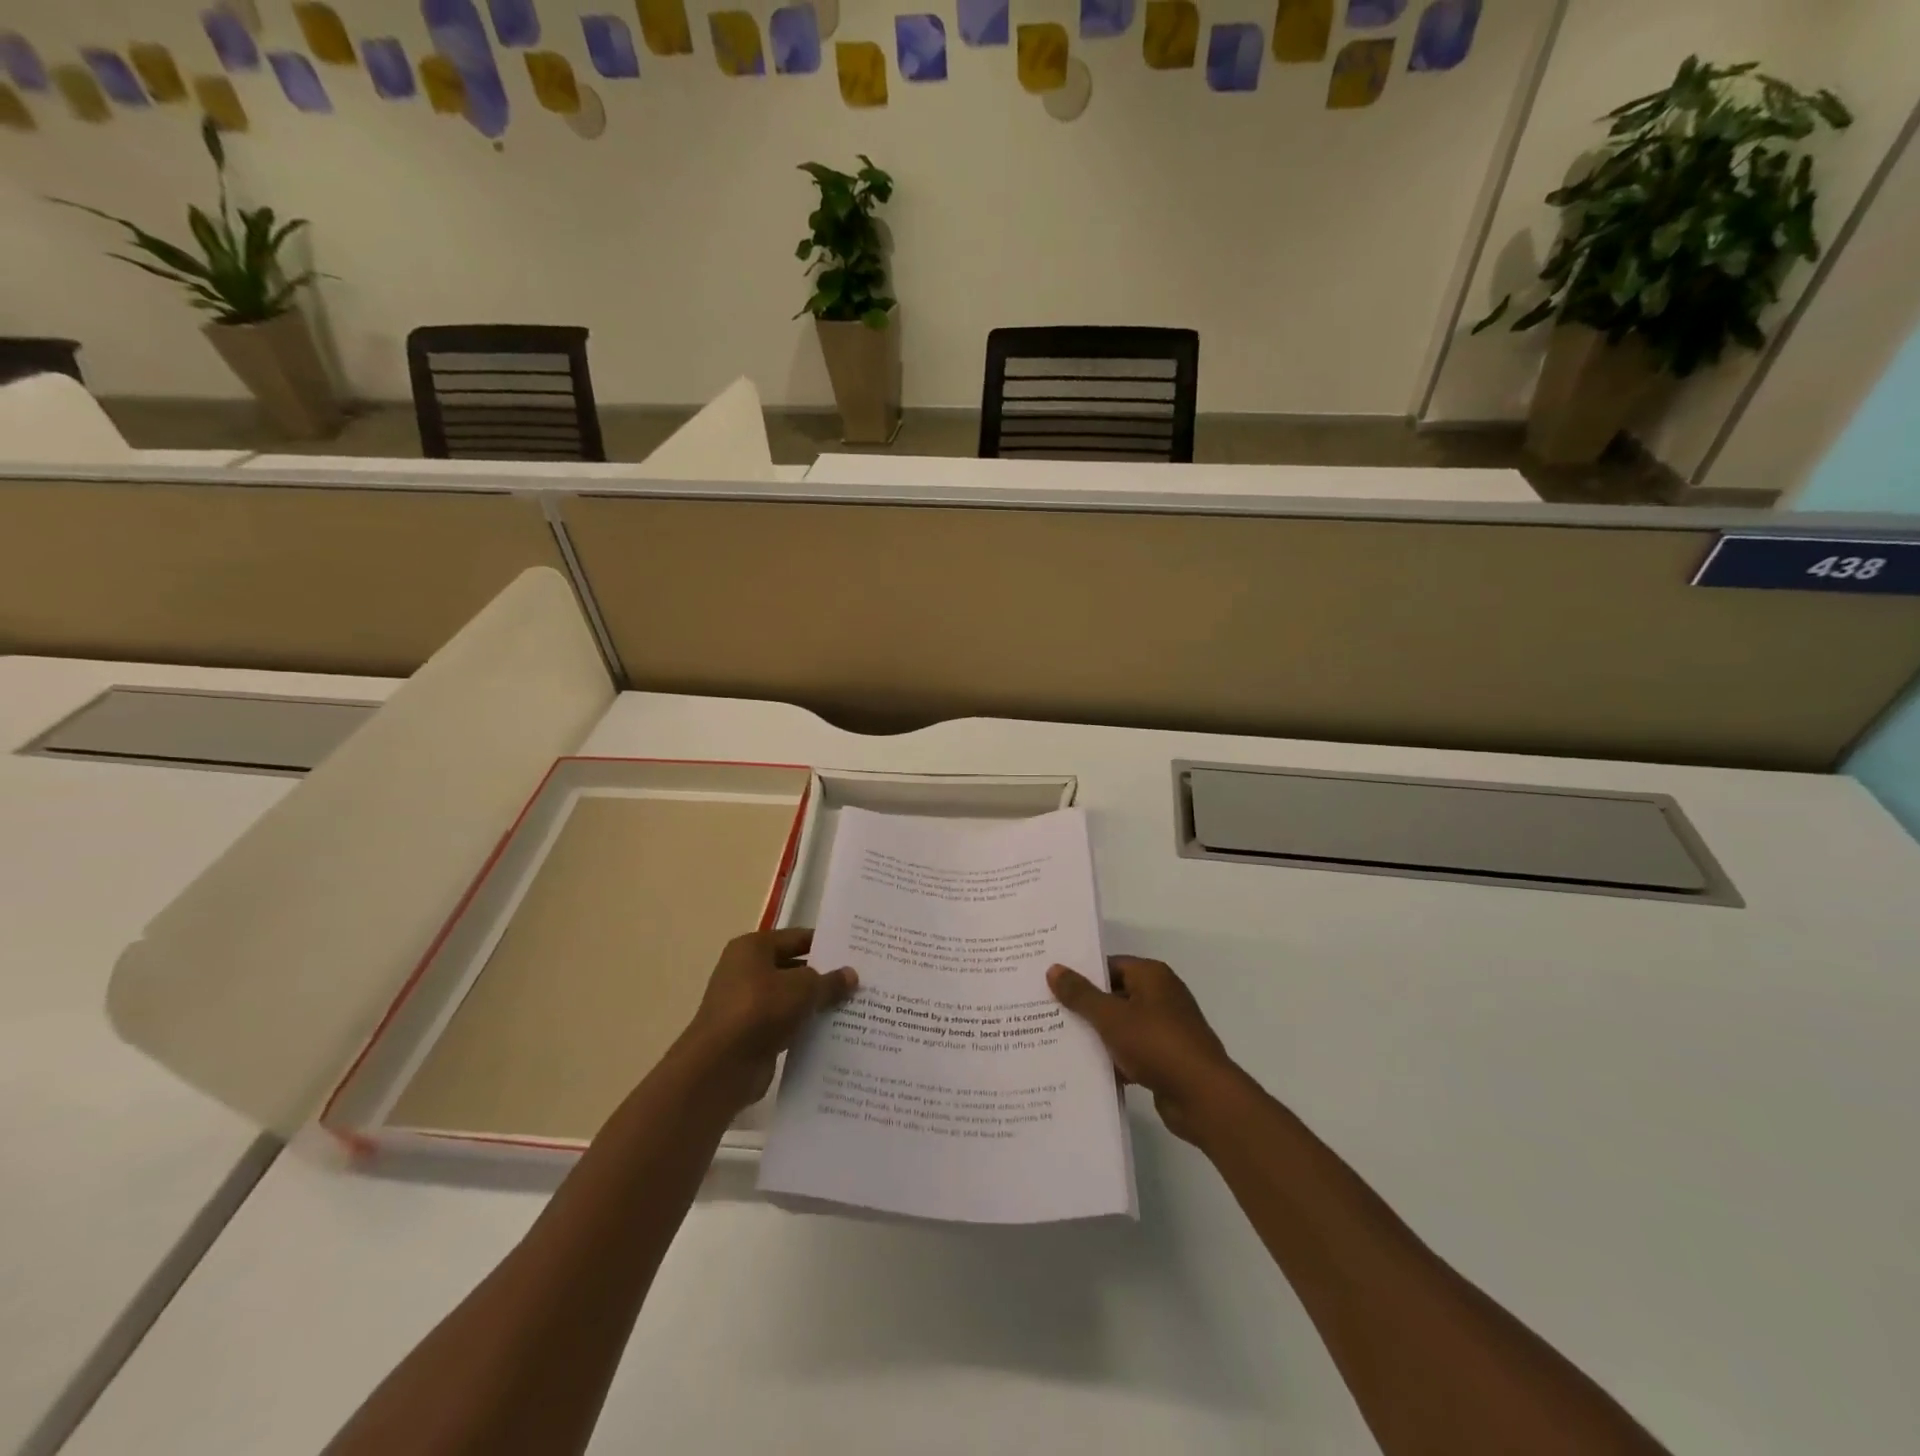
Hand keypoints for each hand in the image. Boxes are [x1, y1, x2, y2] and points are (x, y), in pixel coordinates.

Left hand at [677, 928, 856, 1112]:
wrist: (720, 1067)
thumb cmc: (760, 1010)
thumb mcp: (803, 988)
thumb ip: (829, 980)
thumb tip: (851, 975)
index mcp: (753, 948)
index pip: (798, 938)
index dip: (826, 944)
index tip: (855, 952)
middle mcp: (746, 970)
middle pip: (794, 968)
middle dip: (824, 976)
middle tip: (860, 980)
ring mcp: (747, 1004)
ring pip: (790, 998)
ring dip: (815, 1004)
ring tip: (853, 1006)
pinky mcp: (750, 1034)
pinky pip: (785, 1024)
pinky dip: (803, 1027)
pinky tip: (832, 1032)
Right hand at [1048, 956, 1243, 1145]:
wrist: (1202, 1097)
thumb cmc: (1156, 1044)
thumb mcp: (1111, 1016)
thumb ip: (1081, 994)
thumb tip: (1054, 968)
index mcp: (1152, 976)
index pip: (1109, 965)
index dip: (1081, 974)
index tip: (1052, 984)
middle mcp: (1161, 996)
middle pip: (1114, 994)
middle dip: (1085, 1006)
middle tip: (1048, 1011)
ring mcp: (1166, 1028)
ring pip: (1122, 1025)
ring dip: (1098, 1034)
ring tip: (1059, 1040)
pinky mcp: (1167, 1058)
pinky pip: (1132, 1050)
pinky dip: (1113, 1057)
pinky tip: (1086, 1068)